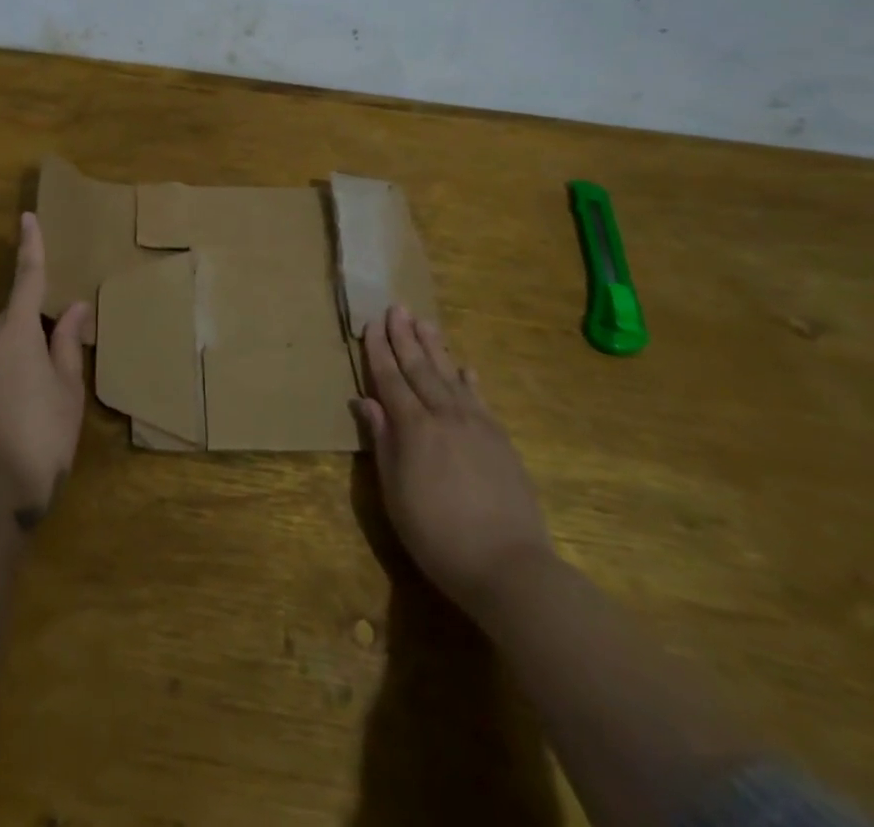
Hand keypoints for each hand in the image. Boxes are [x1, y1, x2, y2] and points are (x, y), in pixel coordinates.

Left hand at [0, 213, 91, 528]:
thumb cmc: (44, 435)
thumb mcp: (68, 388)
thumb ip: (67, 341)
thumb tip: (76, 306)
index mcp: (15, 334)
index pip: (27, 279)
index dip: (30, 247)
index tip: (27, 217)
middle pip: (15, 319)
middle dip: (36, 328)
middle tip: (61, 359)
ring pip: (1, 346)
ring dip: (21, 355)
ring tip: (42, 395)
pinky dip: (5, 376)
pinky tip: (19, 410)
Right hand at [351, 305, 553, 610]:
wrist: (508, 565)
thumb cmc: (437, 535)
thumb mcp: (395, 492)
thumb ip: (382, 441)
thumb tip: (365, 400)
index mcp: (413, 428)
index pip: (390, 379)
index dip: (379, 350)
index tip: (372, 323)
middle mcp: (444, 415)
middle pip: (420, 368)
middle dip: (405, 337)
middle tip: (397, 307)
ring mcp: (477, 424)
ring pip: (450, 375)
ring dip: (435, 347)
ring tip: (425, 322)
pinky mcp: (500, 439)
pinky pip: (480, 398)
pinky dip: (470, 380)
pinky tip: (465, 367)